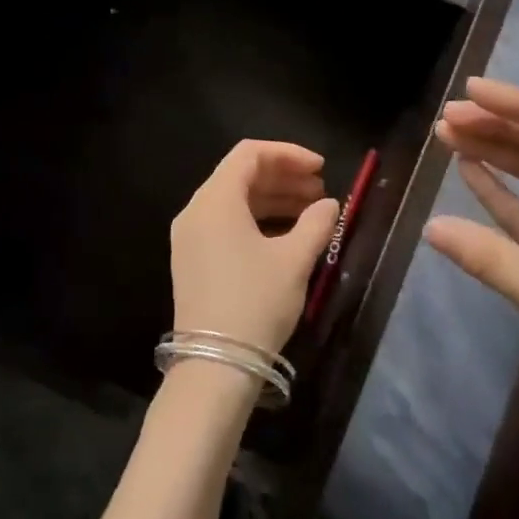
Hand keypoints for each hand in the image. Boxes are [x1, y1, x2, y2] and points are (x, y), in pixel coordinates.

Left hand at [170, 141, 342, 358]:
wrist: (215, 364)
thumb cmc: (256, 302)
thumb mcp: (294, 260)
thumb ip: (316, 223)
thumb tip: (328, 205)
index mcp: (215, 201)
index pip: (249, 154)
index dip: (288, 154)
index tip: (322, 169)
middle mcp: (195, 211)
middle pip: (240, 176)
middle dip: (283, 178)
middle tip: (320, 191)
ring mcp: (189, 237)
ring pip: (233, 202)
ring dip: (272, 200)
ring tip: (311, 212)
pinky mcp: (192, 260)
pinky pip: (225, 224)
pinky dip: (256, 220)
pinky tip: (286, 235)